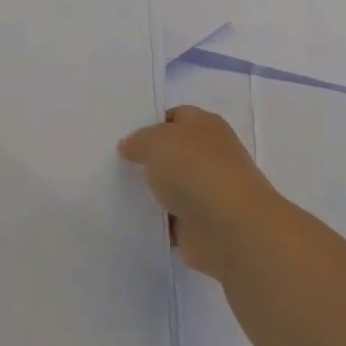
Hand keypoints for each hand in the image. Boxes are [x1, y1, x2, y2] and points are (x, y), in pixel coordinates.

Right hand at [119, 105, 290, 281]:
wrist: (229, 228)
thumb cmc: (195, 170)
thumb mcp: (156, 141)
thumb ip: (138, 140)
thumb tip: (130, 146)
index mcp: (206, 126)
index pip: (176, 116)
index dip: (151, 123)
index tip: (124, 136)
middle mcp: (210, 155)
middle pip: (173, 152)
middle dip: (148, 158)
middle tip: (116, 162)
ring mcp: (207, 191)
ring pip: (171, 186)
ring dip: (151, 190)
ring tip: (117, 189)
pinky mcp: (201, 224)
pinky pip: (171, 218)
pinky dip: (156, 220)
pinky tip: (132, 217)